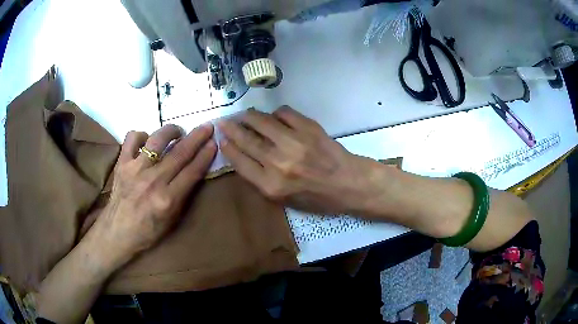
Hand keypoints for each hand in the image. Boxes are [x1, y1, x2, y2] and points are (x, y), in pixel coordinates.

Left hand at [89, 124, 216, 266]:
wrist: (117, 232)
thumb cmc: (148, 231)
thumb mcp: (172, 220)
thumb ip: (183, 195)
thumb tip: (193, 170)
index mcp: (167, 200)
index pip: (192, 172)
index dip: (205, 155)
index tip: (213, 143)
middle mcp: (152, 181)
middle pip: (179, 153)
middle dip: (196, 137)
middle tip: (207, 126)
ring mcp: (135, 170)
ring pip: (157, 140)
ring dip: (171, 131)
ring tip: (177, 131)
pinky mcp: (122, 163)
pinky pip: (132, 138)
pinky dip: (141, 136)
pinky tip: (146, 142)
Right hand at [218, 106, 383, 214]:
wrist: (348, 183)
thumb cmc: (316, 197)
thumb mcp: (284, 200)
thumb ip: (262, 180)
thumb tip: (244, 154)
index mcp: (271, 186)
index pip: (240, 162)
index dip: (228, 148)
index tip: (222, 140)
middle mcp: (279, 163)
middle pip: (247, 140)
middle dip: (231, 128)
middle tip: (225, 121)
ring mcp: (294, 142)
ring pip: (262, 121)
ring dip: (250, 116)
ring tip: (246, 115)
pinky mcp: (309, 128)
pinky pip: (284, 113)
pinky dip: (276, 113)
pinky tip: (276, 117)